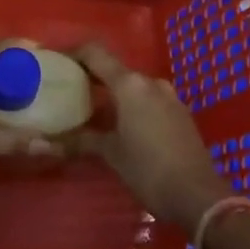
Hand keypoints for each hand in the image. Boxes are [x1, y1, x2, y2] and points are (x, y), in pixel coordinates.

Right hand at [73, 43, 230, 232]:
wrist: (199, 196)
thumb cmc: (149, 170)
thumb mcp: (112, 155)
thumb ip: (83, 141)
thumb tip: (50, 142)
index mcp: (130, 84)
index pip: (95, 54)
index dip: (74, 52)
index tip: (57, 60)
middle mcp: (150, 82)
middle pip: (115, 68)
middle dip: (92, 75)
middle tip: (70, 87)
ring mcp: (168, 96)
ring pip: (134, 85)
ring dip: (114, 92)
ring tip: (95, 108)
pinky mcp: (180, 112)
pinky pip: (149, 99)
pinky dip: (132, 104)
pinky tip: (124, 124)